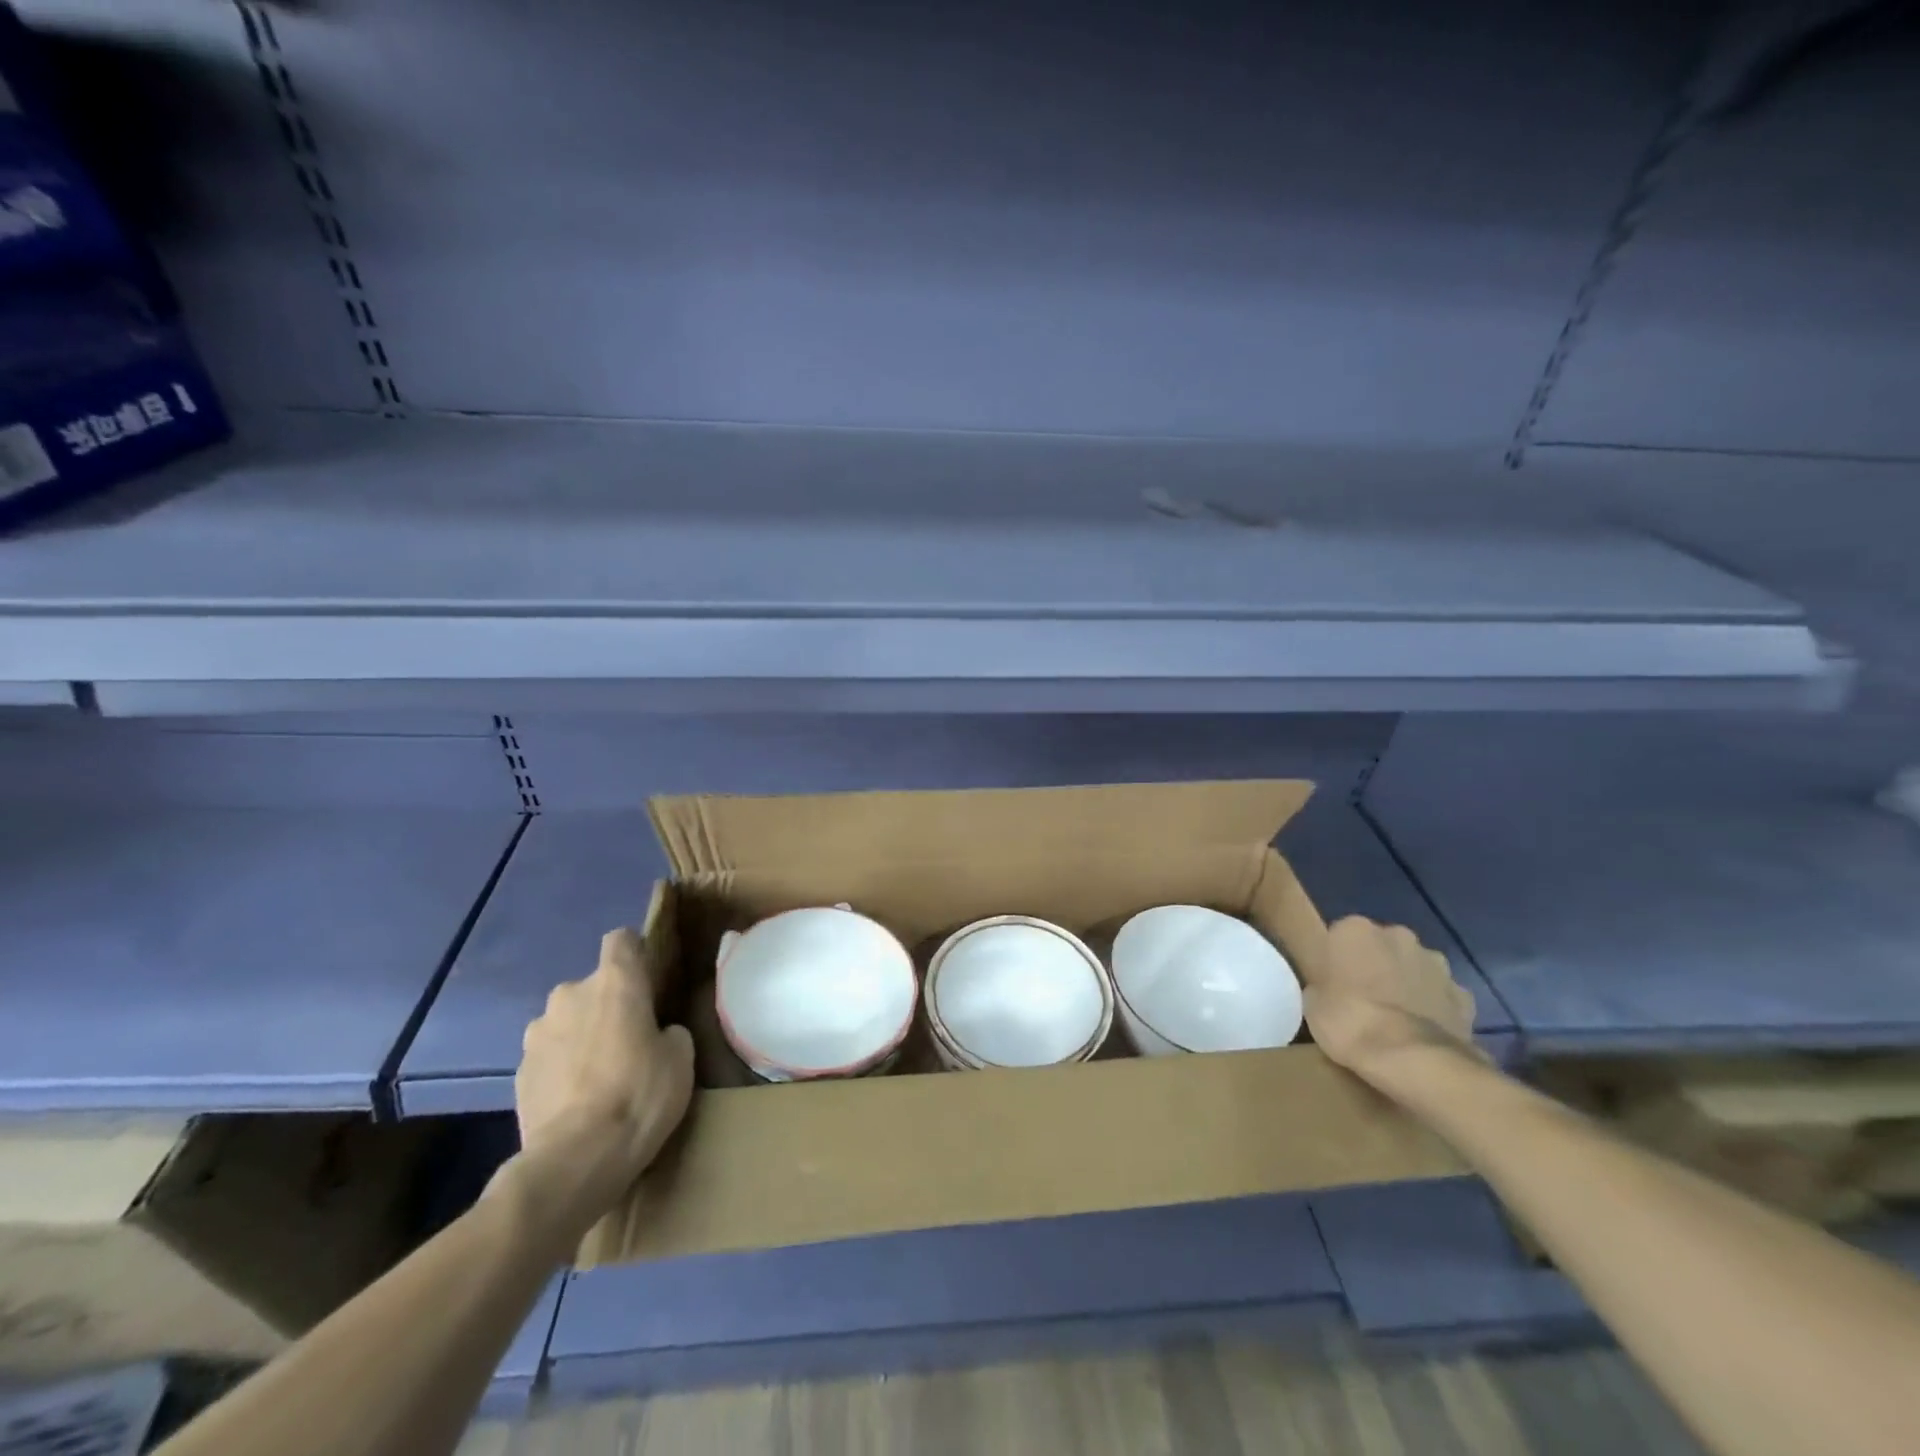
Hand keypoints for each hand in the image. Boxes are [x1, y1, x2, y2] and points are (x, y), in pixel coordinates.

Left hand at [498, 927, 694, 1251]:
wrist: (574, 1160)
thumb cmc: (639, 1096)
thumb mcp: (681, 1059)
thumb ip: (669, 1031)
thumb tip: (658, 1033)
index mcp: (616, 982)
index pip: (622, 940)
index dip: (635, 954)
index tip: (648, 981)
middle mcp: (570, 994)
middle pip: (593, 986)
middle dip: (607, 1006)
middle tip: (629, 1041)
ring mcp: (538, 1033)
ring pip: (567, 1022)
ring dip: (580, 1037)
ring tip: (599, 1076)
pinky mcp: (518, 1072)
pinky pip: (549, 1057)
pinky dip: (562, 1069)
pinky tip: (577, 1101)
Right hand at [1304, 916, 1478, 1086]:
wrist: (1412, 1059)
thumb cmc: (1350, 1022)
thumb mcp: (1312, 1004)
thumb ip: (1323, 983)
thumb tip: (1332, 988)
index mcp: (1355, 929)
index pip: (1341, 936)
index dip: (1338, 959)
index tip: (1334, 982)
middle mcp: (1398, 935)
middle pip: (1382, 946)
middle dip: (1376, 965)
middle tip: (1364, 998)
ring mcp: (1436, 964)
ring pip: (1415, 967)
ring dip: (1407, 982)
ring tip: (1397, 1017)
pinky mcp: (1463, 994)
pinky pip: (1442, 995)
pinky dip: (1434, 1007)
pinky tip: (1424, 1031)